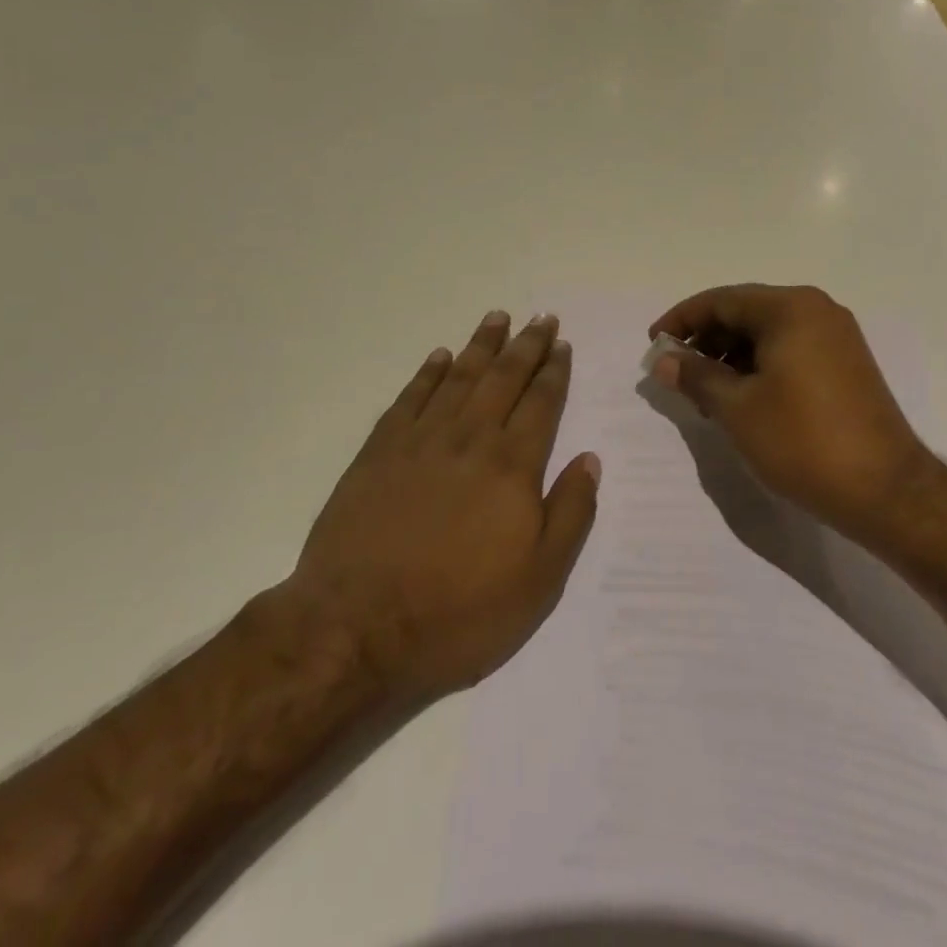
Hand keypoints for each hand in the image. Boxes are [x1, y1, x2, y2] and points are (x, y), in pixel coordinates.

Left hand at [277, 311, 600, 704]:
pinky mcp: (378, 453)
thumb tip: (590, 459)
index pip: (541, 403)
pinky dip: (428, 374)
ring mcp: (420, 441)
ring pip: (458, 378)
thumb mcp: (539, 580)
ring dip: (481, 345)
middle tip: (540, 317)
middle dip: (525, 345)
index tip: (561, 344)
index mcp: (512, 465)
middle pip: (503, 378)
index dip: (553, 371)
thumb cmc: (459, 612)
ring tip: (497, 318)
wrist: (356, 629)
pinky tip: (439, 357)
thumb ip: (570, 513)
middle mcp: (470, 439)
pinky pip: (410, 398)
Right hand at [648, 284, 937, 542]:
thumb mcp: (738, 408)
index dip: (682, 320)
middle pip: (746, 312)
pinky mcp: (846, 364)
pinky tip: (741, 398)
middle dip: (706, 340)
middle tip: (676, 373)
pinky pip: (790, 350)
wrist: (885, 490)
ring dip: (732, 356)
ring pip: (768, 333)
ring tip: (705, 393)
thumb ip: (696, 376)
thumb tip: (664, 359)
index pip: (722, 300)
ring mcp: (836, 336)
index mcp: (790, 308)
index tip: (653, 344)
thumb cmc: (803, 441)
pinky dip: (760, 366)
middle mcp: (816, 310)